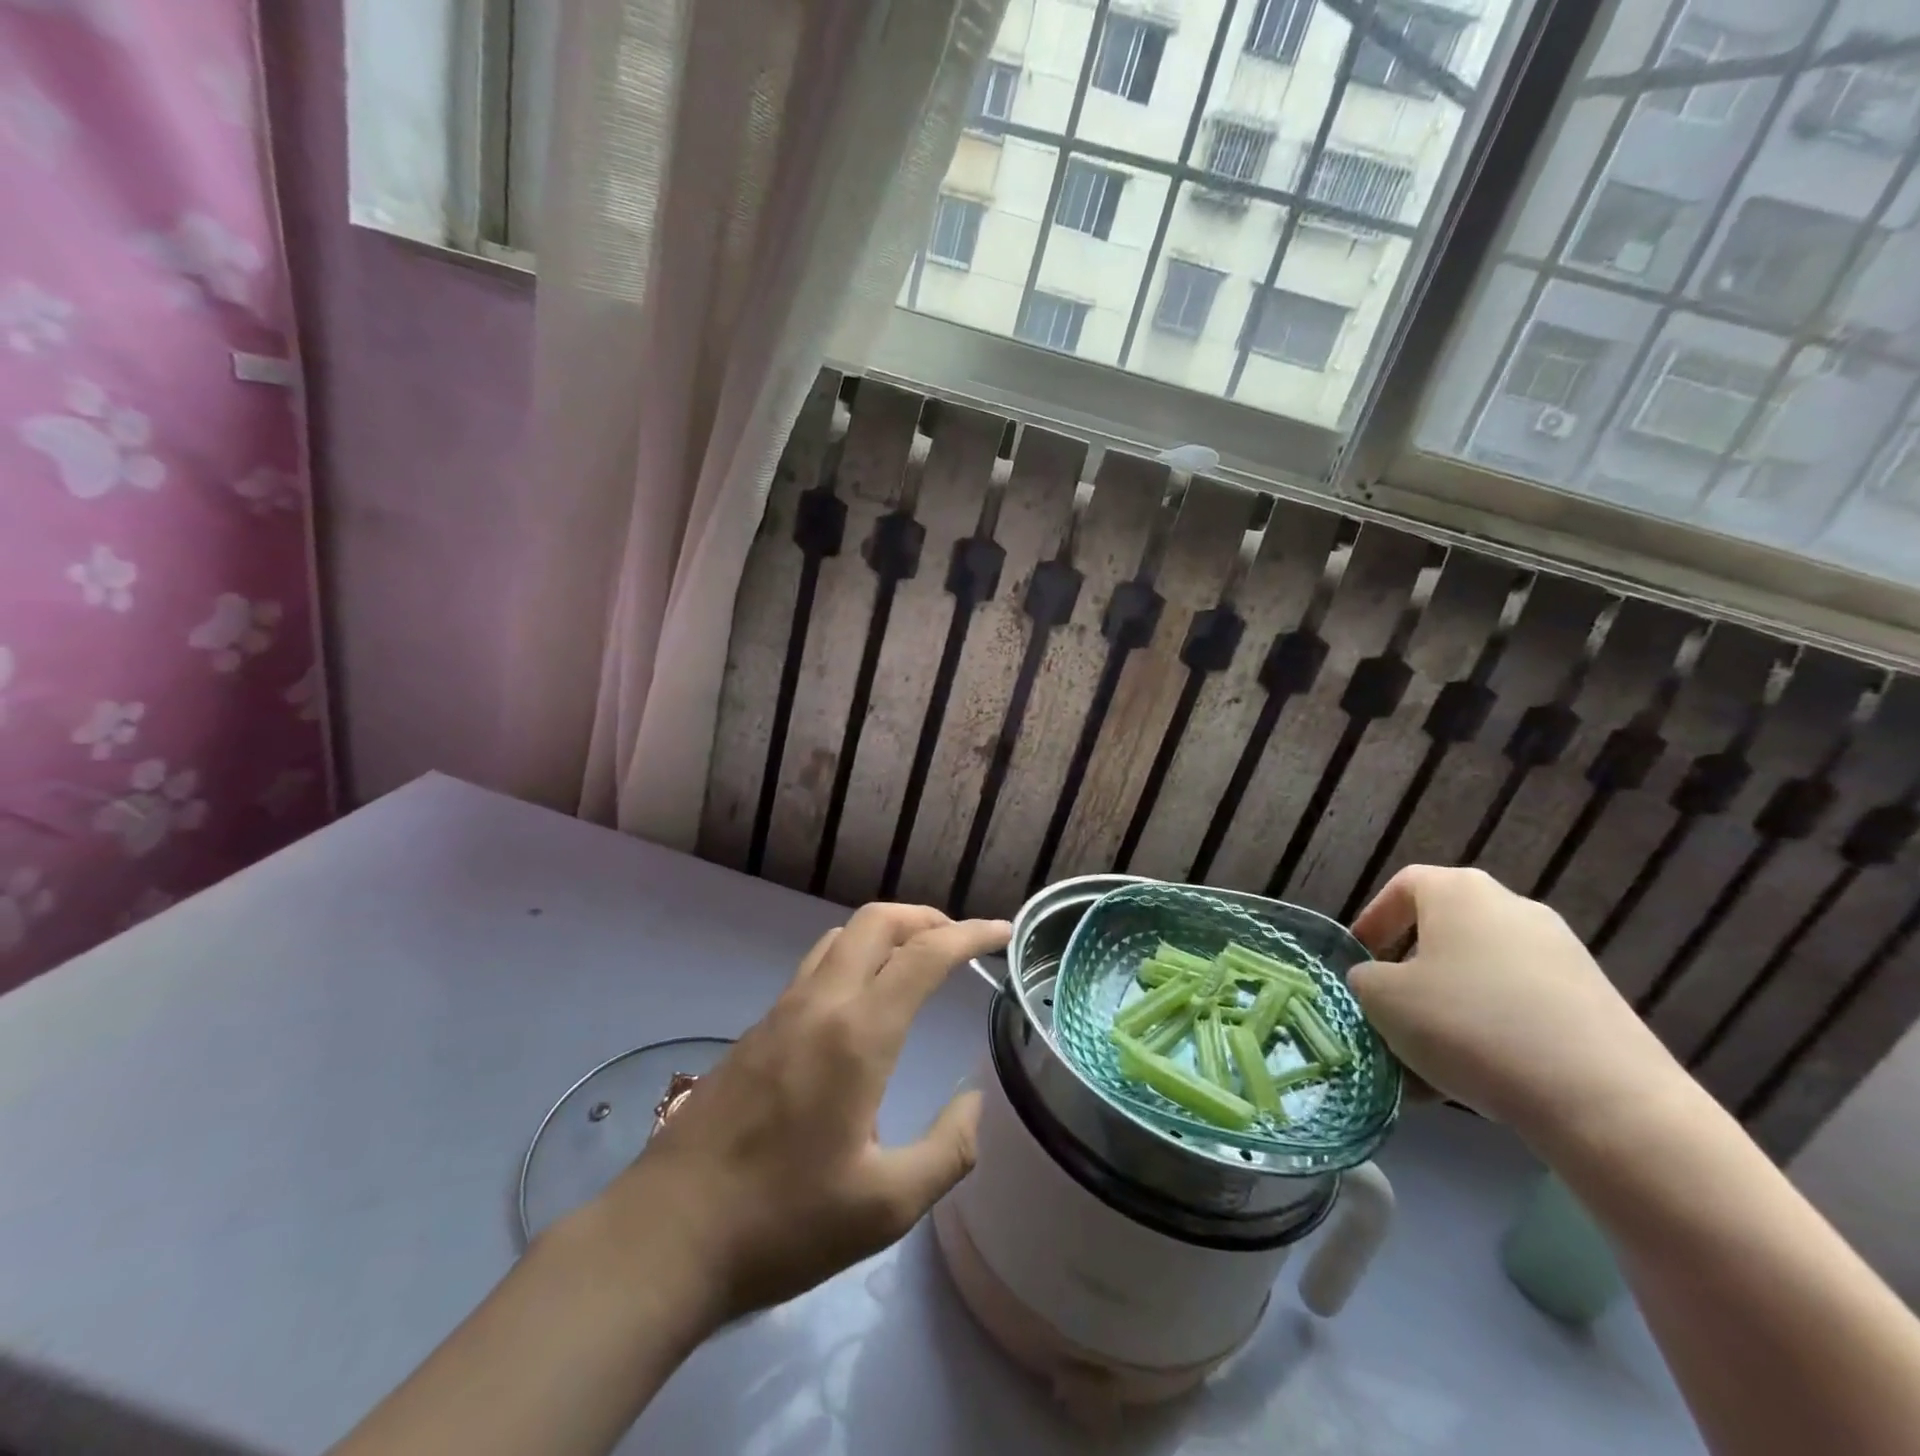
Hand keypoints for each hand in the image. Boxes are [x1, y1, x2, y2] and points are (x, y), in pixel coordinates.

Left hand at [596, 903, 1010, 1323]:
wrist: (666, 1235)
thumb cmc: (782, 1223)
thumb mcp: (886, 1207)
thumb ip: (948, 1150)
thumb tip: (975, 1103)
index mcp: (858, 1034)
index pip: (925, 954)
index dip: (970, 933)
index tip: (1003, 932)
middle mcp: (820, 1003)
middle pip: (877, 921)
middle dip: (926, 917)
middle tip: (959, 942)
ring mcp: (782, 1011)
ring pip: (842, 937)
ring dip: (886, 933)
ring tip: (915, 962)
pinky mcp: (757, 1029)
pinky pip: (816, 966)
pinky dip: (854, 958)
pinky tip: (862, 1004)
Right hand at [1348, 866, 1687, 1140]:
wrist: (1604, 1100)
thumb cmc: (1469, 1025)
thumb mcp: (1383, 999)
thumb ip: (1366, 979)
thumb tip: (1380, 982)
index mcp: (1461, 892)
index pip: (1404, 886)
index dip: (1374, 919)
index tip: (1359, 958)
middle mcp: (1514, 908)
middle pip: (1446, 931)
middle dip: (1412, 969)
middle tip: (1390, 1008)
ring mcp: (1562, 954)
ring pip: (1482, 973)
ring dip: (1449, 1006)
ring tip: (1429, 1057)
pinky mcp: (1595, 1002)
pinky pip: (1522, 1005)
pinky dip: (1493, 1030)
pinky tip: (1478, 1076)